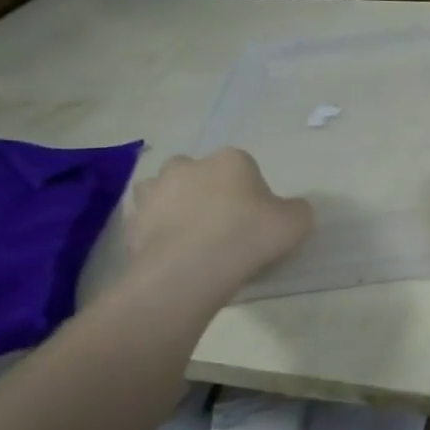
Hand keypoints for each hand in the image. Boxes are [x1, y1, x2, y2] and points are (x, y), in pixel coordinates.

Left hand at [124, 150, 312, 299]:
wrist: (190, 270)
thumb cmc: (248, 236)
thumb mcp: (296, 223)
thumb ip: (296, 210)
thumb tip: (289, 210)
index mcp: (230, 160)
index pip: (243, 166)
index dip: (250, 191)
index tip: (256, 216)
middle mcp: (188, 166)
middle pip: (198, 172)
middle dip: (205, 190)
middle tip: (221, 223)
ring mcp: (154, 192)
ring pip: (163, 191)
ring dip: (173, 205)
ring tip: (190, 235)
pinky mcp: (132, 222)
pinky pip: (147, 222)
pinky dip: (156, 233)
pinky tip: (171, 254)